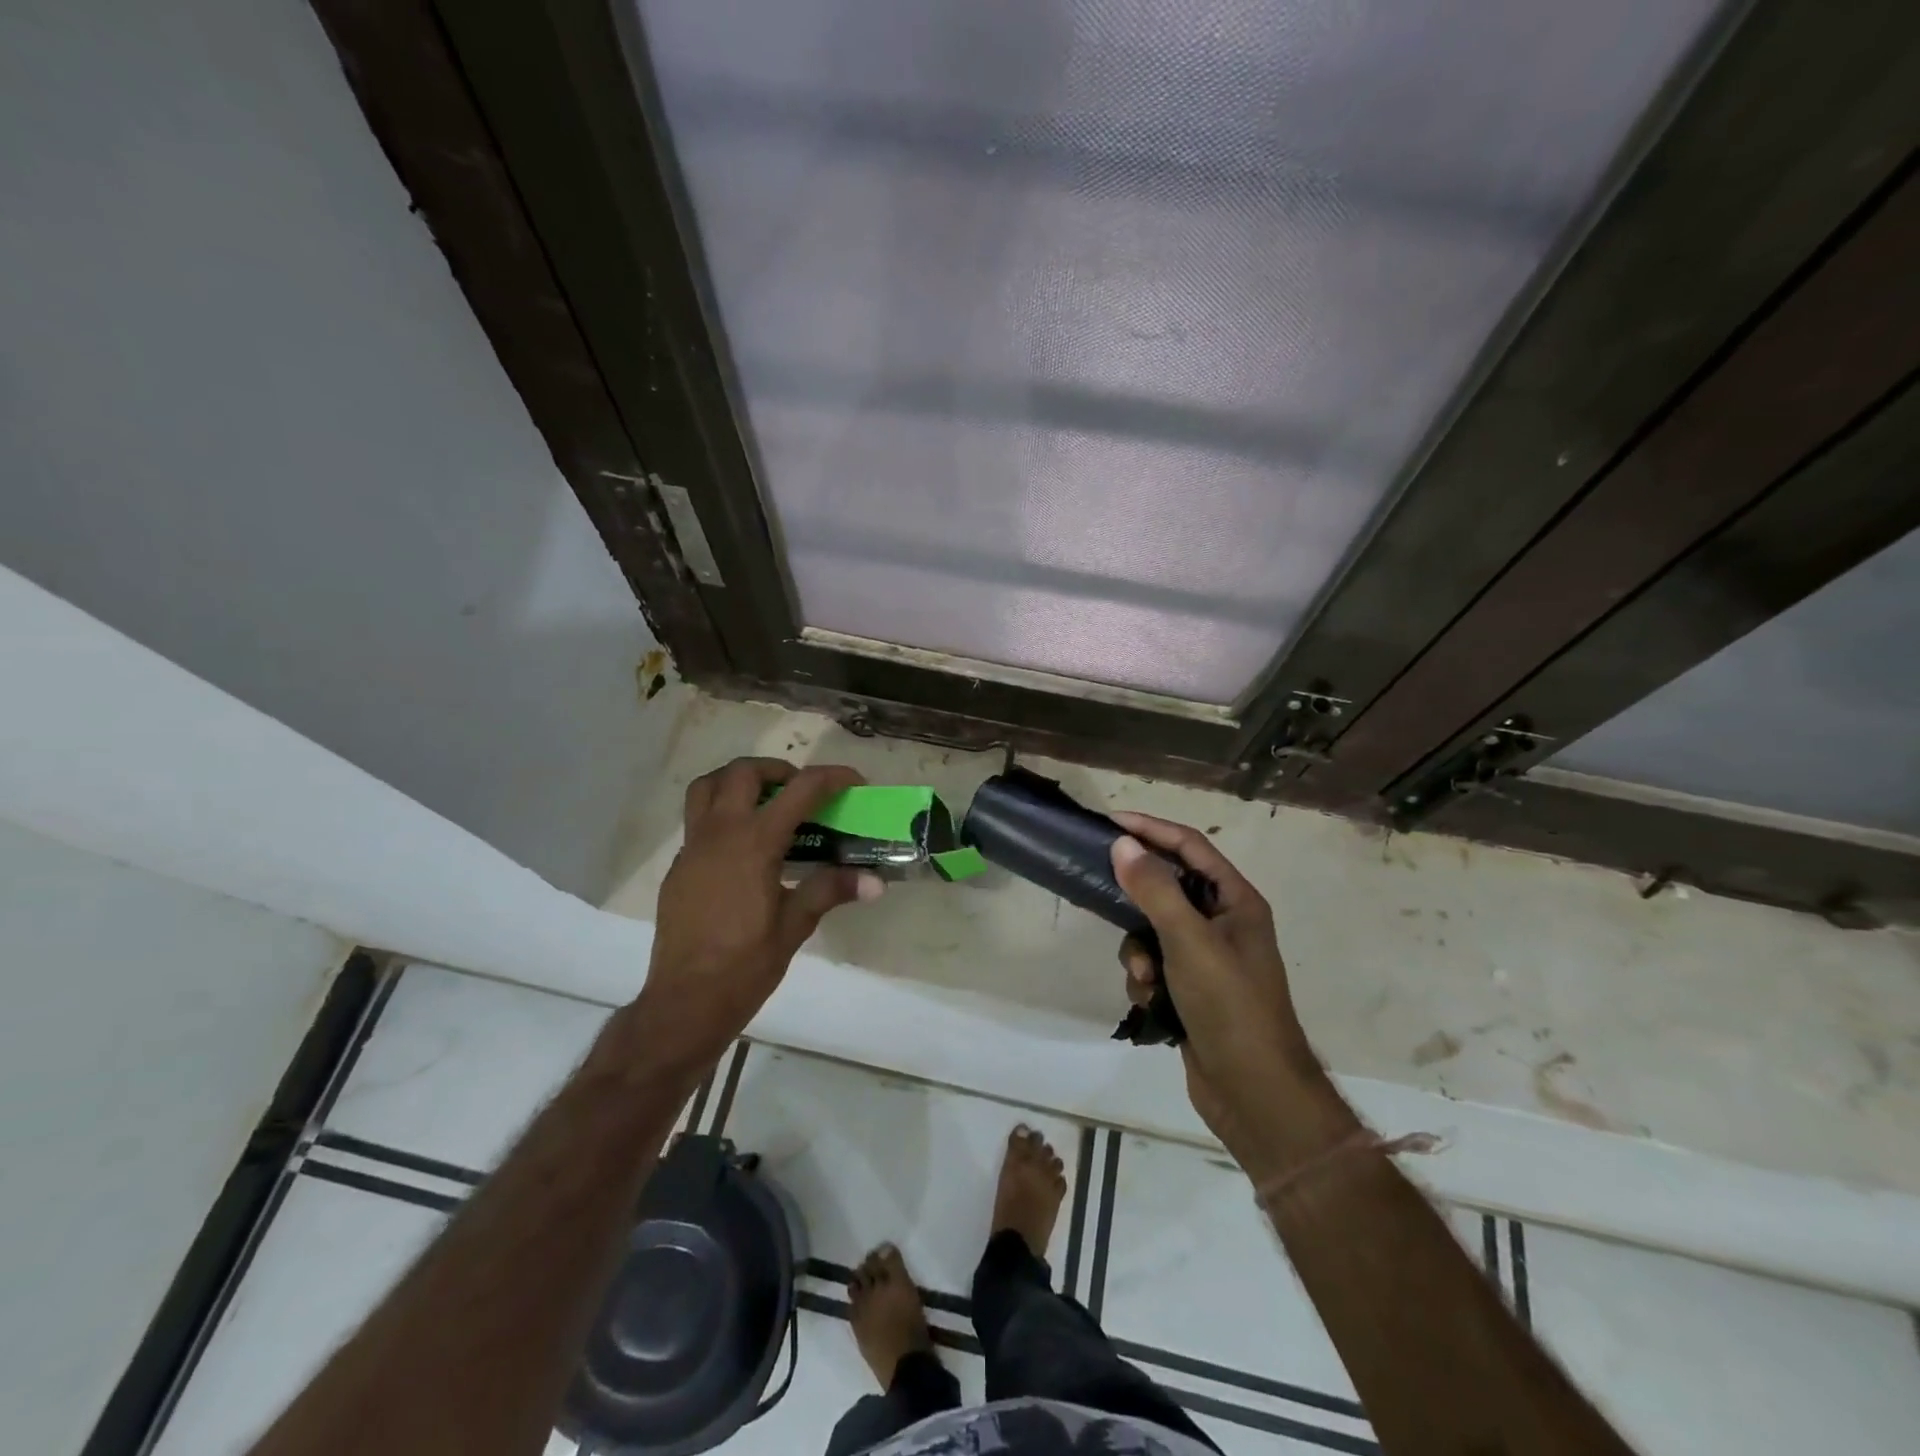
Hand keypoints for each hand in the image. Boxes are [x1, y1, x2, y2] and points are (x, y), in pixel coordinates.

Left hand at [641, 757, 879, 1061]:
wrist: (685, 1001)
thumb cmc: (745, 965)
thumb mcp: (795, 926)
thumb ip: (831, 891)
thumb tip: (875, 882)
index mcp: (754, 843)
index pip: (799, 790)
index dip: (831, 778)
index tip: (853, 782)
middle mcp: (719, 833)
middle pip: (742, 773)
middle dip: (777, 770)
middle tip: (800, 791)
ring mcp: (692, 848)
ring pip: (707, 787)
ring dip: (737, 781)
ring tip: (764, 803)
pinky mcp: (678, 867)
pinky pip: (697, 821)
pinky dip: (721, 815)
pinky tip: (742, 851)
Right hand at [1109, 814, 1318, 1153]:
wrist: (1254, 1093)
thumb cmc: (1230, 1006)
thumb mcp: (1189, 941)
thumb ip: (1155, 889)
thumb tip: (1122, 844)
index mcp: (1236, 901)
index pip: (1190, 846)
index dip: (1151, 829)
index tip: (1109, 821)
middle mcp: (1222, 923)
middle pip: (1167, 887)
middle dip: (1137, 898)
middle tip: (1101, 887)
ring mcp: (1206, 959)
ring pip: (1152, 931)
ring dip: (1139, 951)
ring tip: (1147, 977)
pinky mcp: (1190, 990)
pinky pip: (1153, 965)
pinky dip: (1146, 980)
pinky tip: (1152, 1004)